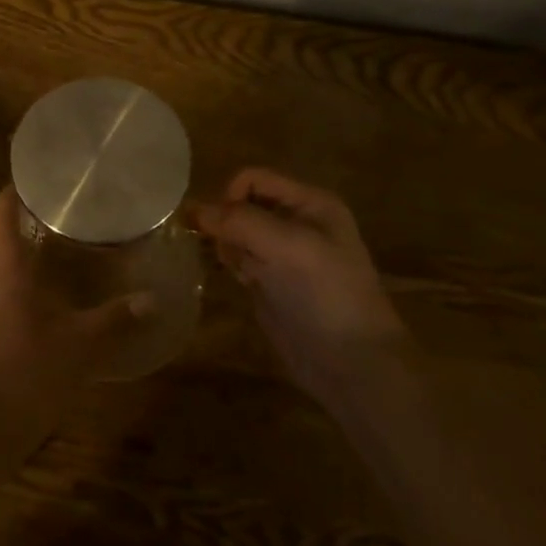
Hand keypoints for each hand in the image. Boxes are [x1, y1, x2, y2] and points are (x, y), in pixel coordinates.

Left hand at [0, 189, 153, 425]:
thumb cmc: (25, 371)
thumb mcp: (80, 345)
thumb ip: (116, 320)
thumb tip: (153, 299)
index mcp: (4, 265)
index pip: (2, 210)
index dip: (19, 187)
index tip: (46, 175)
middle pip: (0, 231)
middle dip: (28, 213)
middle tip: (66, 204)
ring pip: (1, 259)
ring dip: (26, 244)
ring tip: (64, 237)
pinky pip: (3, 285)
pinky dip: (25, 275)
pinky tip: (52, 287)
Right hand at [192, 168, 407, 392]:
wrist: (353, 366)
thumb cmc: (327, 295)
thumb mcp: (288, 247)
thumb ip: (240, 222)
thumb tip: (192, 209)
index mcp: (310, 203)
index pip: (253, 179)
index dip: (230, 196)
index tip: (220, 228)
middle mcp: (296, 222)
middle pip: (241, 204)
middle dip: (226, 223)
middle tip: (229, 252)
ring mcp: (283, 254)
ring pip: (235, 232)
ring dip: (224, 244)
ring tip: (238, 270)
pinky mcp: (270, 282)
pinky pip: (238, 259)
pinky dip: (229, 263)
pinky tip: (238, 281)